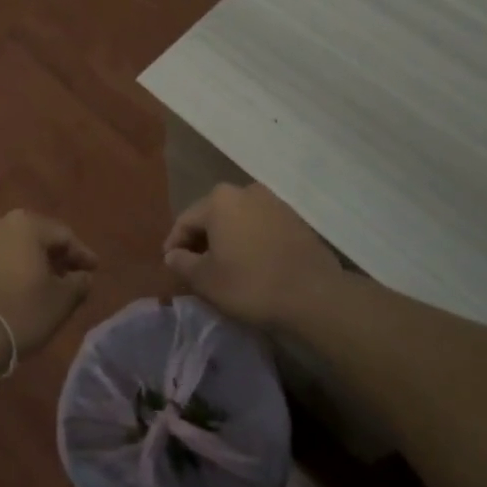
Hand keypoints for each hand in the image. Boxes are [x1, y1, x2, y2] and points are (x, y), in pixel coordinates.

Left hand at [0, 210, 97, 371]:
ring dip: (34, 262)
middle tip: (73, 275)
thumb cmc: (20, 311)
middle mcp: (0, 222)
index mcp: (27, 224)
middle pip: (38, 236)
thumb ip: (78, 283)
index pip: (64, 235)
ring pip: (16, 246)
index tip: (94, 270)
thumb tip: (83, 276)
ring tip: (49, 283)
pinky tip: (22, 287)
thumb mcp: (60, 301)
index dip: (82, 254)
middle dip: (56, 256)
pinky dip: (14, 268)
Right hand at [163, 183, 339, 328]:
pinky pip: (260, 227)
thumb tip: (172, 255)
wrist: (315, 295)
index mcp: (219, 200)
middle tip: (195, 267)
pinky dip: (249, 241)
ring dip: (227, 240)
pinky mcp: (294, 219)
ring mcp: (273, 202)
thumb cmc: (251, 284)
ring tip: (224, 267)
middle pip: (212, 216)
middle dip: (201, 240)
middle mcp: (245, 191)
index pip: (185, 221)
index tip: (171, 266)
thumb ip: (182, 263)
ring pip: (238, 220)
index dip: (174, 244)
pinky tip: (251, 264)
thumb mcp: (206, 280)